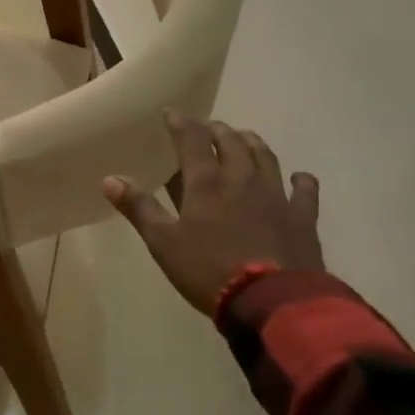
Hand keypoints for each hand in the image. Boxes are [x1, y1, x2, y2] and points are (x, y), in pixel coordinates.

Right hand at [102, 112, 322, 316]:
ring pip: (265, 156)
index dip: (181, 122)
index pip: (192, 139)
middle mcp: (242, 178)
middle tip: (208, 128)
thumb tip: (110, 178)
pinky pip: (304, 190)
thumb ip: (139, 208)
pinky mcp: (302, 217)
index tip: (172, 112)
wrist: (273, 302)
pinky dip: (300, 180)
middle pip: (231, 141)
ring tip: (243, 139)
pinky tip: (298, 177)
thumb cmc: (209, 271)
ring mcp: (276, 195)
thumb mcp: (164, 243)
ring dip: (252, 143)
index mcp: (206, 182)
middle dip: (217, 130)